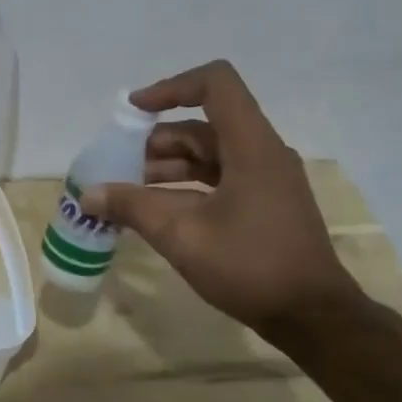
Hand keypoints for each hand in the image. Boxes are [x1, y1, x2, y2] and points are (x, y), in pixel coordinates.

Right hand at [80, 60, 359, 336]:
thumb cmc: (250, 267)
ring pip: (209, 153)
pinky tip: (155, 209)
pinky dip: (184, 185)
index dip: (170, 87)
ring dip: (166, 165)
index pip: (215, 84)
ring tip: (127, 190)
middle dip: (155, 139)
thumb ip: (133, 207)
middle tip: (117, 164)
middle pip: (203, 124)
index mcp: (252, 147)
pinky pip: (218, 177)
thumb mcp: (182, 235)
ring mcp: (266, 179)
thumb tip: (90, 195)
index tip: (132, 111)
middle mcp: (262, 153)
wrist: (312, 316)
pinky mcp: (264, 202)